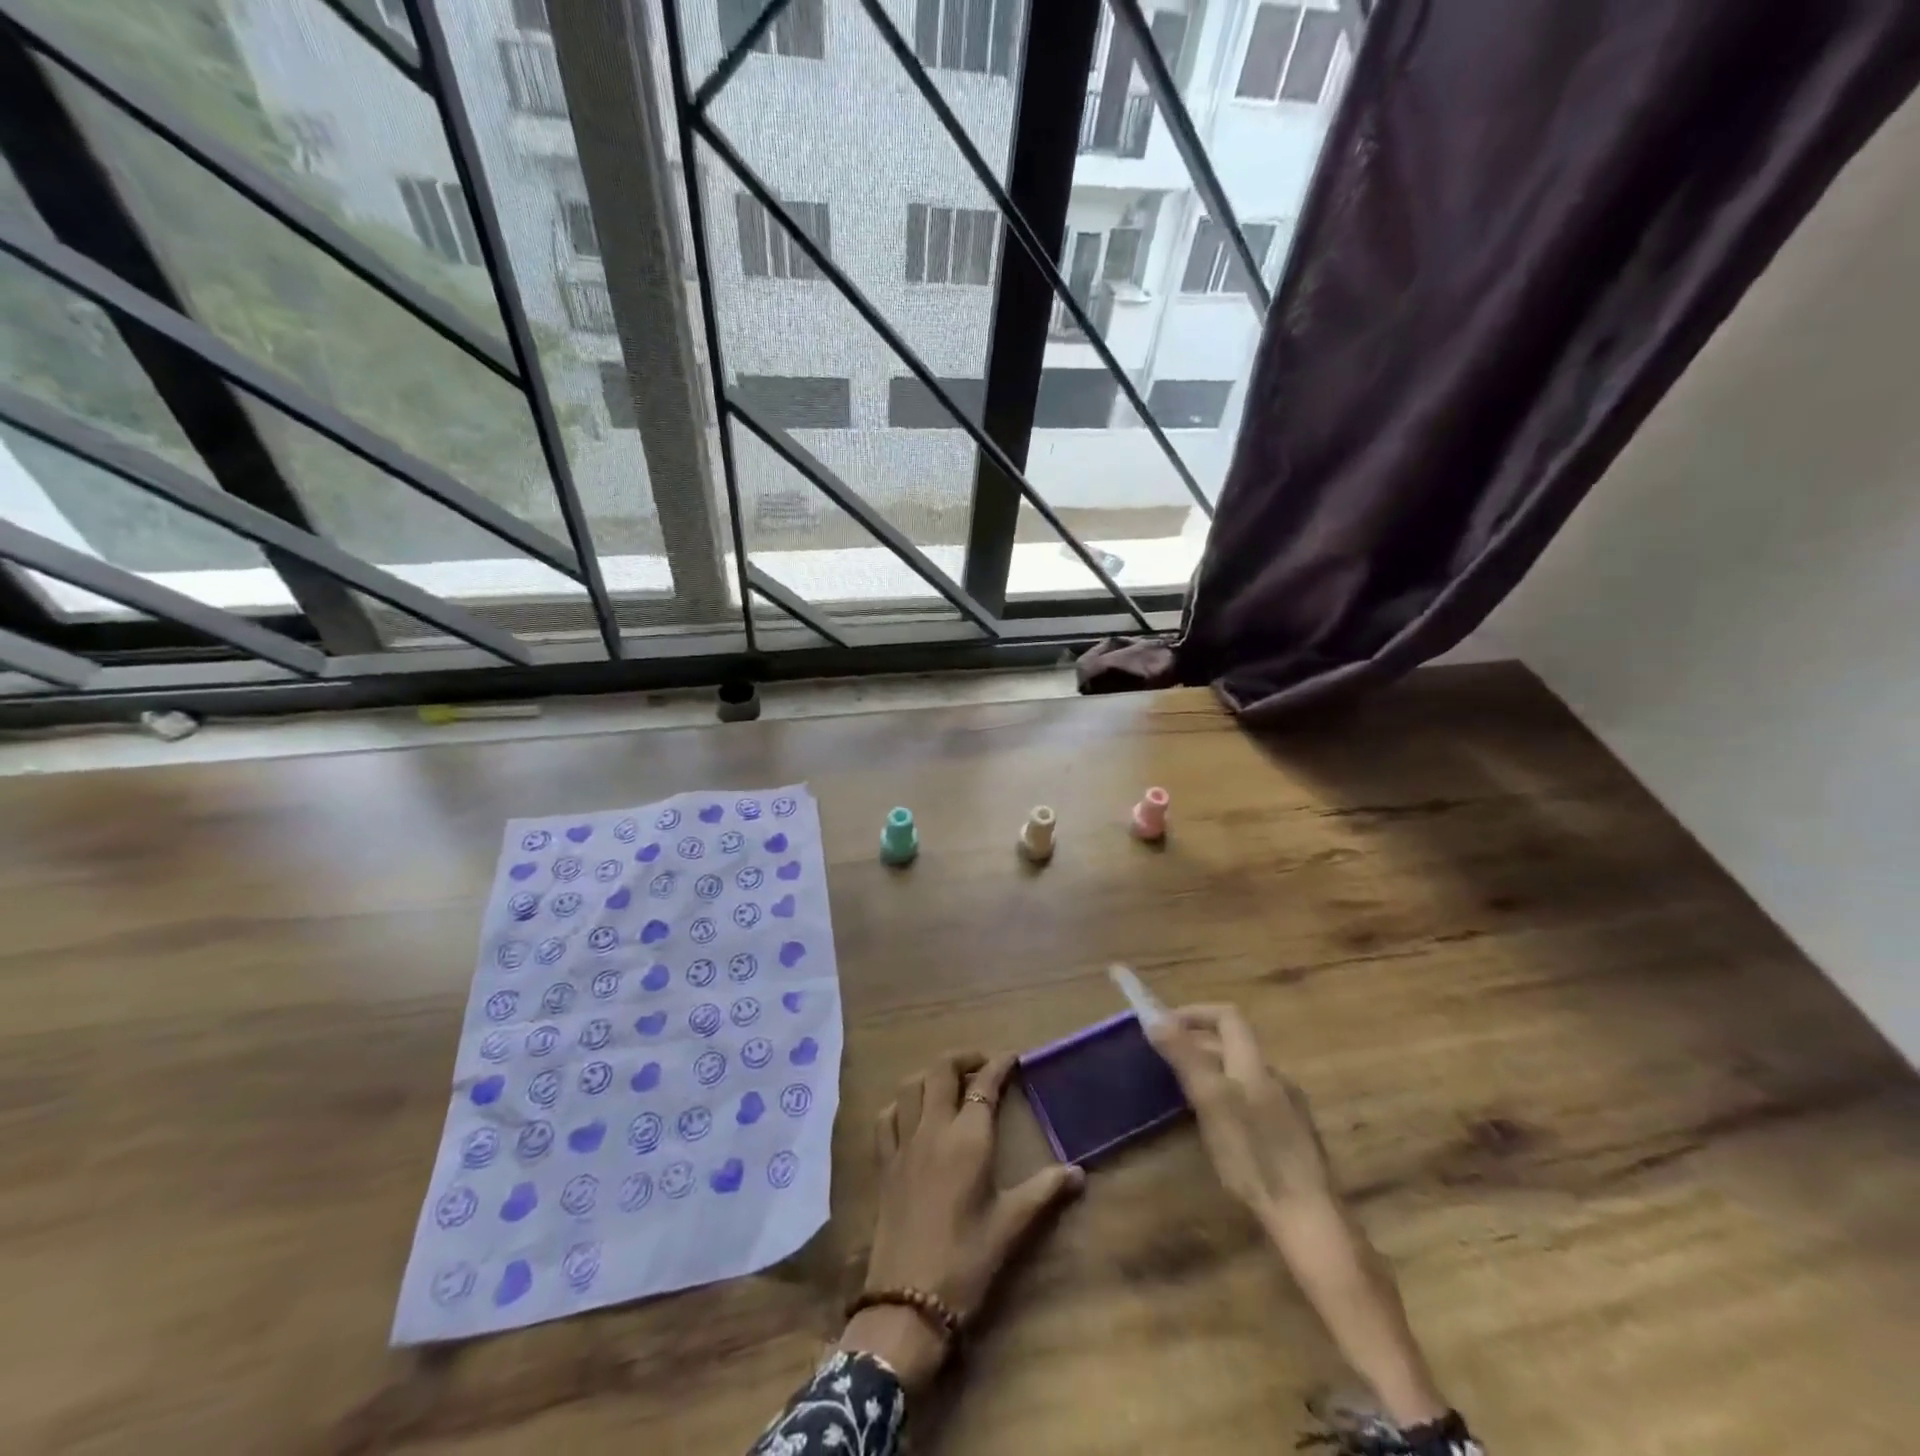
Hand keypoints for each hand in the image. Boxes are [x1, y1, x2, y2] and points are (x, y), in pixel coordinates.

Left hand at [841, 1051, 1083, 1388]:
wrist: (908, 1302)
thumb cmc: (967, 1261)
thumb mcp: (1012, 1226)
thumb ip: (1045, 1191)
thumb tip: (1079, 1173)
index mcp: (968, 1138)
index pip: (985, 1085)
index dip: (1000, 1065)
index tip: (1013, 1057)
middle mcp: (933, 1129)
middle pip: (941, 1071)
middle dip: (962, 1058)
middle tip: (982, 1065)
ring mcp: (903, 1144)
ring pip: (911, 1086)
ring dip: (930, 1075)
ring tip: (948, 1083)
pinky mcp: (883, 1164)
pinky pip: (886, 1117)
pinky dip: (900, 1103)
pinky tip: (910, 1113)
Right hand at [1145, 1004, 1336, 1218]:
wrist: (1308, 1218)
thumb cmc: (1254, 1155)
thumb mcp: (1211, 1101)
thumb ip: (1184, 1056)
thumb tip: (1155, 1017)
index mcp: (1254, 1063)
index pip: (1227, 1016)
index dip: (1195, 1013)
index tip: (1165, 1024)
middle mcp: (1274, 1077)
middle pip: (1233, 1045)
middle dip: (1197, 1044)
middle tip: (1165, 1061)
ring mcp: (1287, 1107)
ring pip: (1242, 1073)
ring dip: (1212, 1072)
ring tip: (1184, 1093)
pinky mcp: (1292, 1135)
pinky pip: (1253, 1099)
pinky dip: (1228, 1097)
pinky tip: (1218, 1128)